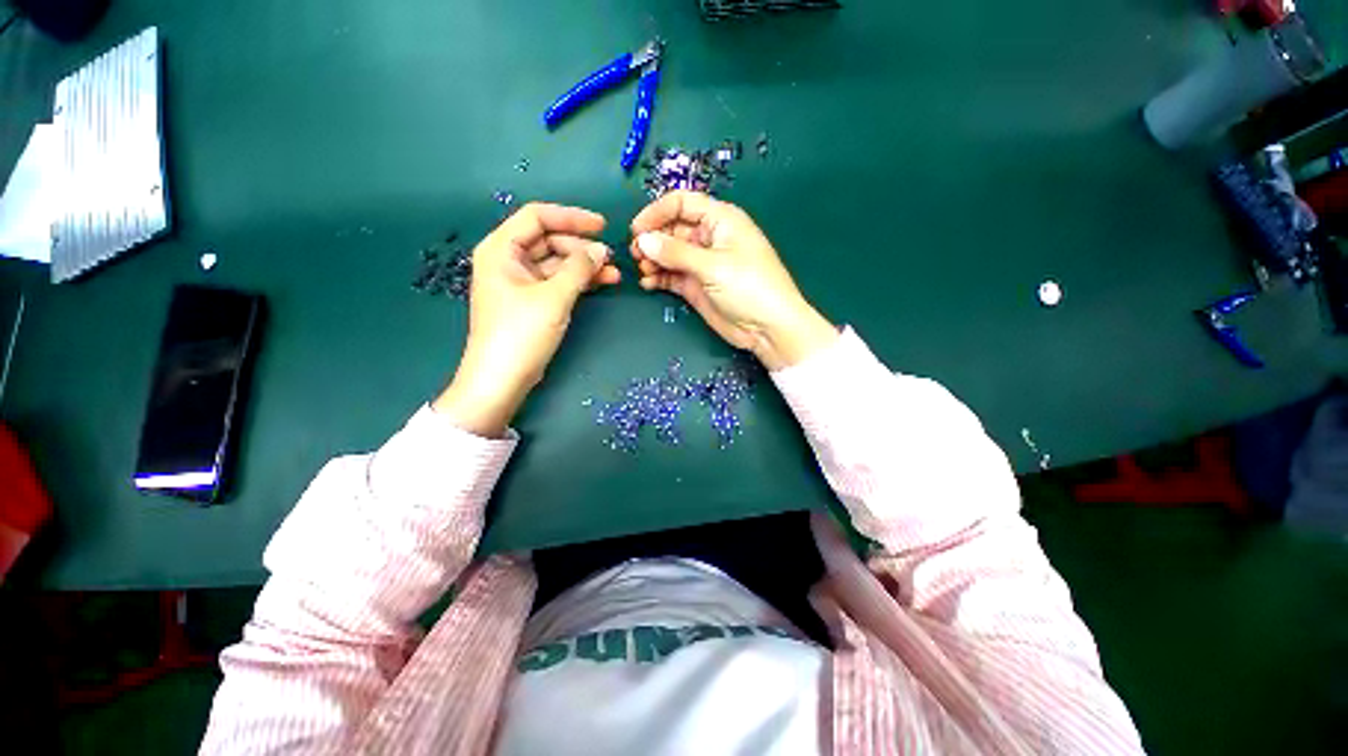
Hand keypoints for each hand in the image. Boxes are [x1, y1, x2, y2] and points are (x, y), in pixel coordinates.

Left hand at [434, 203, 618, 436]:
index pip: (537, 217)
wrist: (502, 379)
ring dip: (585, 267)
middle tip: (610, 260)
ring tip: (614, 275)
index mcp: (501, 249)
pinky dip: (579, 282)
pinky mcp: (532, 301)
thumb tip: (601, 250)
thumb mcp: (553, 297)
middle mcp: (508, 260)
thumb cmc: (521, 334)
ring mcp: (521, 282)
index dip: (571, 218)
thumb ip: (579, 269)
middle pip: (550, 241)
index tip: (602, 227)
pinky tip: (601, 284)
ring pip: (558, 263)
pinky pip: (558, 282)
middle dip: (582, 248)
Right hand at [630, 191, 836, 370]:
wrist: (768, 329)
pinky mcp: (696, 285)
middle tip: (636, 255)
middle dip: (652, 239)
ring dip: (653, 259)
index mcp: (720, 220)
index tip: (637, 230)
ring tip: (643, 271)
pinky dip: (658, 277)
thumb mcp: (713, 266)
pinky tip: (648, 283)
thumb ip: (676, 252)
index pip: (682, 203)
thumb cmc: (749, 287)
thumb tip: (643, 240)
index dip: (657, 212)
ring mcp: (701, 263)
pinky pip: (671, 275)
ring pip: (669, 253)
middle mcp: (709, 238)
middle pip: (672, 228)